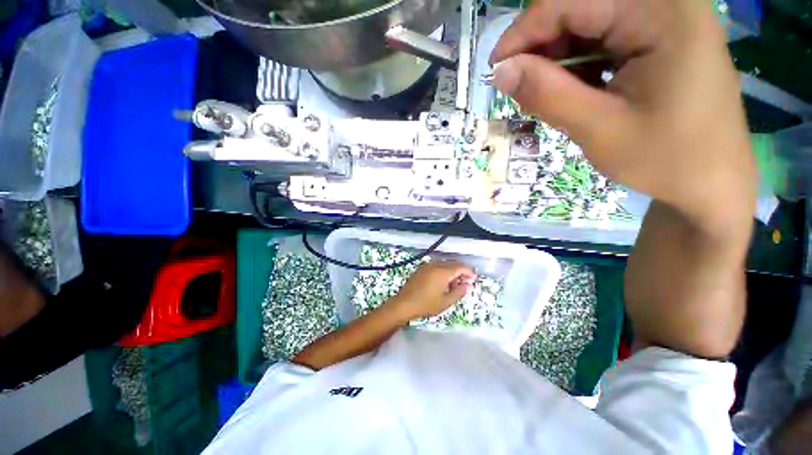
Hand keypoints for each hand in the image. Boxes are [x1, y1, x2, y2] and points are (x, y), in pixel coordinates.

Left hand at [385, 261, 476, 321]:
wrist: (404, 303)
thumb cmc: (426, 304)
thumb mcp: (446, 302)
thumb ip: (459, 292)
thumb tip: (467, 285)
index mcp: (443, 271)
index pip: (460, 266)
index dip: (469, 272)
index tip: (474, 279)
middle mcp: (435, 265)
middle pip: (453, 263)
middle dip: (461, 271)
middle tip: (466, 282)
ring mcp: (427, 266)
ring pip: (444, 264)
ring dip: (452, 271)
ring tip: (454, 284)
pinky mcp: (421, 269)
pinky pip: (436, 266)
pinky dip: (443, 271)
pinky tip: (443, 282)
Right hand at [491, 0, 755, 231]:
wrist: (711, 182)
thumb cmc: (665, 159)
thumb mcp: (597, 129)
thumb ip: (546, 94)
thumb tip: (500, 71)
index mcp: (662, 13)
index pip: (572, 0)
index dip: (525, 31)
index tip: (495, 67)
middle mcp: (666, 3)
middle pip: (581, 6)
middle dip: (542, 45)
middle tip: (521, 86)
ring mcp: (666, 18)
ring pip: (589, 22)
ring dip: (559, 57)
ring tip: (548, 94)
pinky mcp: (660, 37)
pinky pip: (605, 37)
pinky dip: (579, 63)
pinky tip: (575, 90)